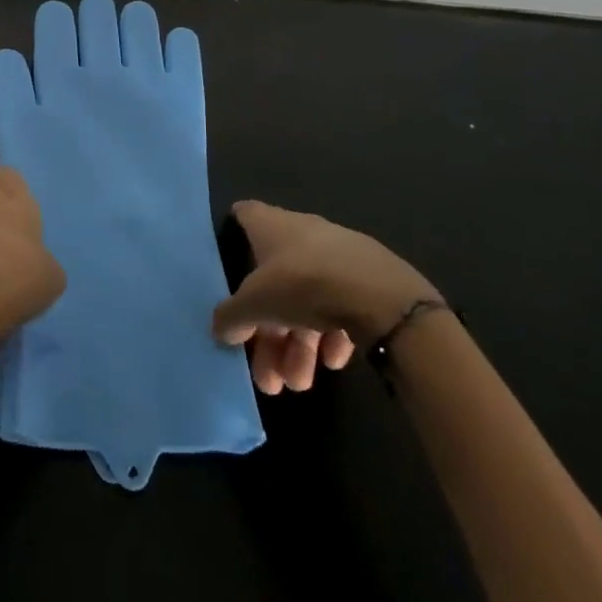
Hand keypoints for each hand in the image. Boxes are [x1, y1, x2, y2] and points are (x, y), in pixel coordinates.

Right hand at [212, 200, 437, 394]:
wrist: (382, 297)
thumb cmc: (303, 284)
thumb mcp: (255, 304)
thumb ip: (232, 316)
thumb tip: (219, 329)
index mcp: (271, 225)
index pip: (244, 216)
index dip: (232, 234)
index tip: (225, 263)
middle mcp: (302, 233)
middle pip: (274, 280)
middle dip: (269, 332)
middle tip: (268, 376)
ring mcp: (337, 256)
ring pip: (307, 301)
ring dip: (298, 347)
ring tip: (300, 385)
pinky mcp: (368, 279)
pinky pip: (339, 307)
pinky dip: (330, 335)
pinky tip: (332, 363)